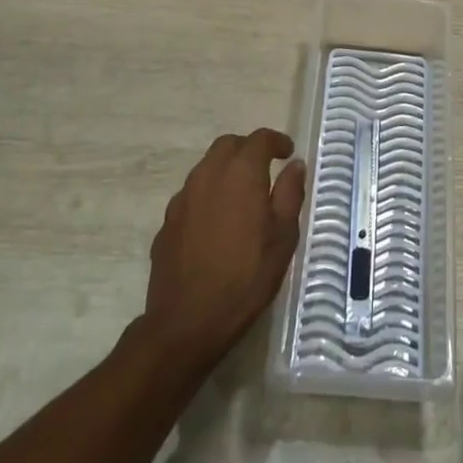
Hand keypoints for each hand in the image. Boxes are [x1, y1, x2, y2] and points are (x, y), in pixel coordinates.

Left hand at [142, 129, 306, 372]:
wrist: (186, 323)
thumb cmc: (245, 278)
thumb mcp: (282, 237)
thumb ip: (290, 193)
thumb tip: (295, 165)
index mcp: (240, 173)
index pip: (259, 139)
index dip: (276, 141)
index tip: (287, 153)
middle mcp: (208, 175)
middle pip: (228, 145)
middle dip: (248, 149)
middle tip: (265, 169)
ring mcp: (183, 198)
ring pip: (206, 168)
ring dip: (225, 171)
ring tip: (241, 196)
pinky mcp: (167, 222)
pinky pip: (191, 195)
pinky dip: (207, 196)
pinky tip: (216, 223)